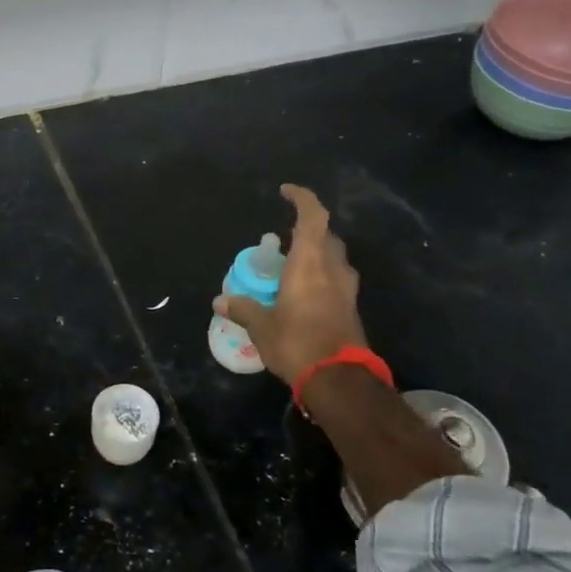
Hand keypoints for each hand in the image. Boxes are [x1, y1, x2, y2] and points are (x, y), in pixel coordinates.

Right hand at [213, 184, 367, 386]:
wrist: (339, 380)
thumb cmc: (297, 343)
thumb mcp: (262, 326)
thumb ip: (243, 309)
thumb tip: (219, 302)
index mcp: (310, 263)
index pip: (313, 216)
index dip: (302, 198)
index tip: (286, 192)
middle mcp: (333, 269)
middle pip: (326, 236)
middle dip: (308, 230)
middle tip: (284, 238)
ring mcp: (346, 289)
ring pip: (335, 258)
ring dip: (317, 253)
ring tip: (293, 264)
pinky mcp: (351, 308)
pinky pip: (336, 279)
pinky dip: (321, 275)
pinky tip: (304, 291)